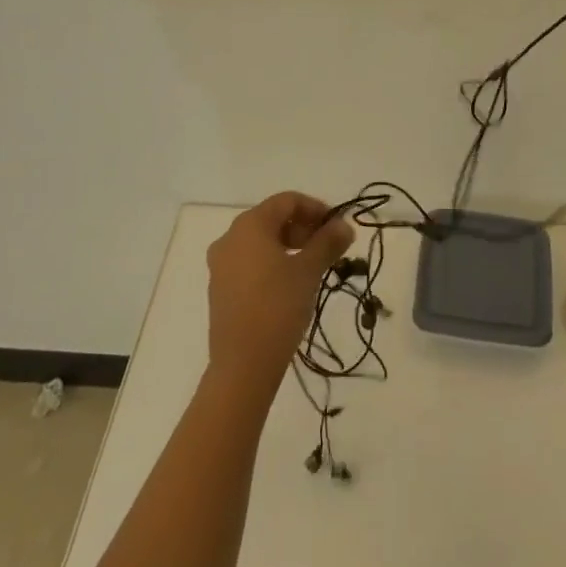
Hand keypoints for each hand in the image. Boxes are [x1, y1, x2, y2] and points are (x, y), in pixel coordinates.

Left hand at [205, 193, 352, 395]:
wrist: (242, 365)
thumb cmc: (278, 307)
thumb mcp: (309, 271)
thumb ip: (328, 242)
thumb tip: (345, 225)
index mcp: (250, 225)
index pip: (287, 201)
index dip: (316, 208)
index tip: (337, 227)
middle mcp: (230, 237)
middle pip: (272, 218)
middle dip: (303, 228)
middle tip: (328, 248)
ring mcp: (221, 264)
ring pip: (260, 242)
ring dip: (289, 246)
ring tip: (313, 267)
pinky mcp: (219, 288)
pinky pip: (249, 262)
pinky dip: (272, 263)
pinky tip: (290, 284)